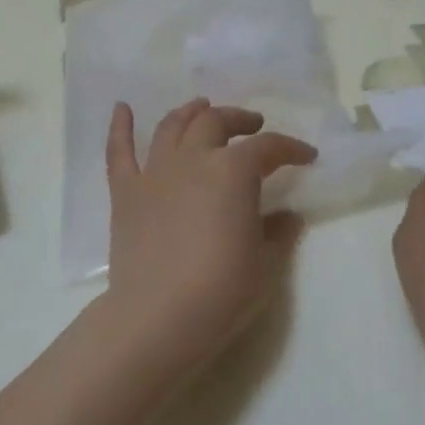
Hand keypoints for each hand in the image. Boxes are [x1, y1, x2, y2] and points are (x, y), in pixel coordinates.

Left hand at [101, 98, 316, 370]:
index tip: (306, 155)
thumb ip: (278, 233)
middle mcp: (192, 159)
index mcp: (232, 172)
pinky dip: (120, 126)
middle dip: (238, 119)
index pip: (267, 148)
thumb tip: (288, 216)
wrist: (158, 317)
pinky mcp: (125, 192)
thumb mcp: (266, 265)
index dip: (290, 148)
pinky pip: (119, 151)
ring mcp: (154, 172)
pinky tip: (122, 108)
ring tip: (202, 108)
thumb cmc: (221, 291)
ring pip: (172, 126)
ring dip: (190, 112)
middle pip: (215, 123)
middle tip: (252, 126)